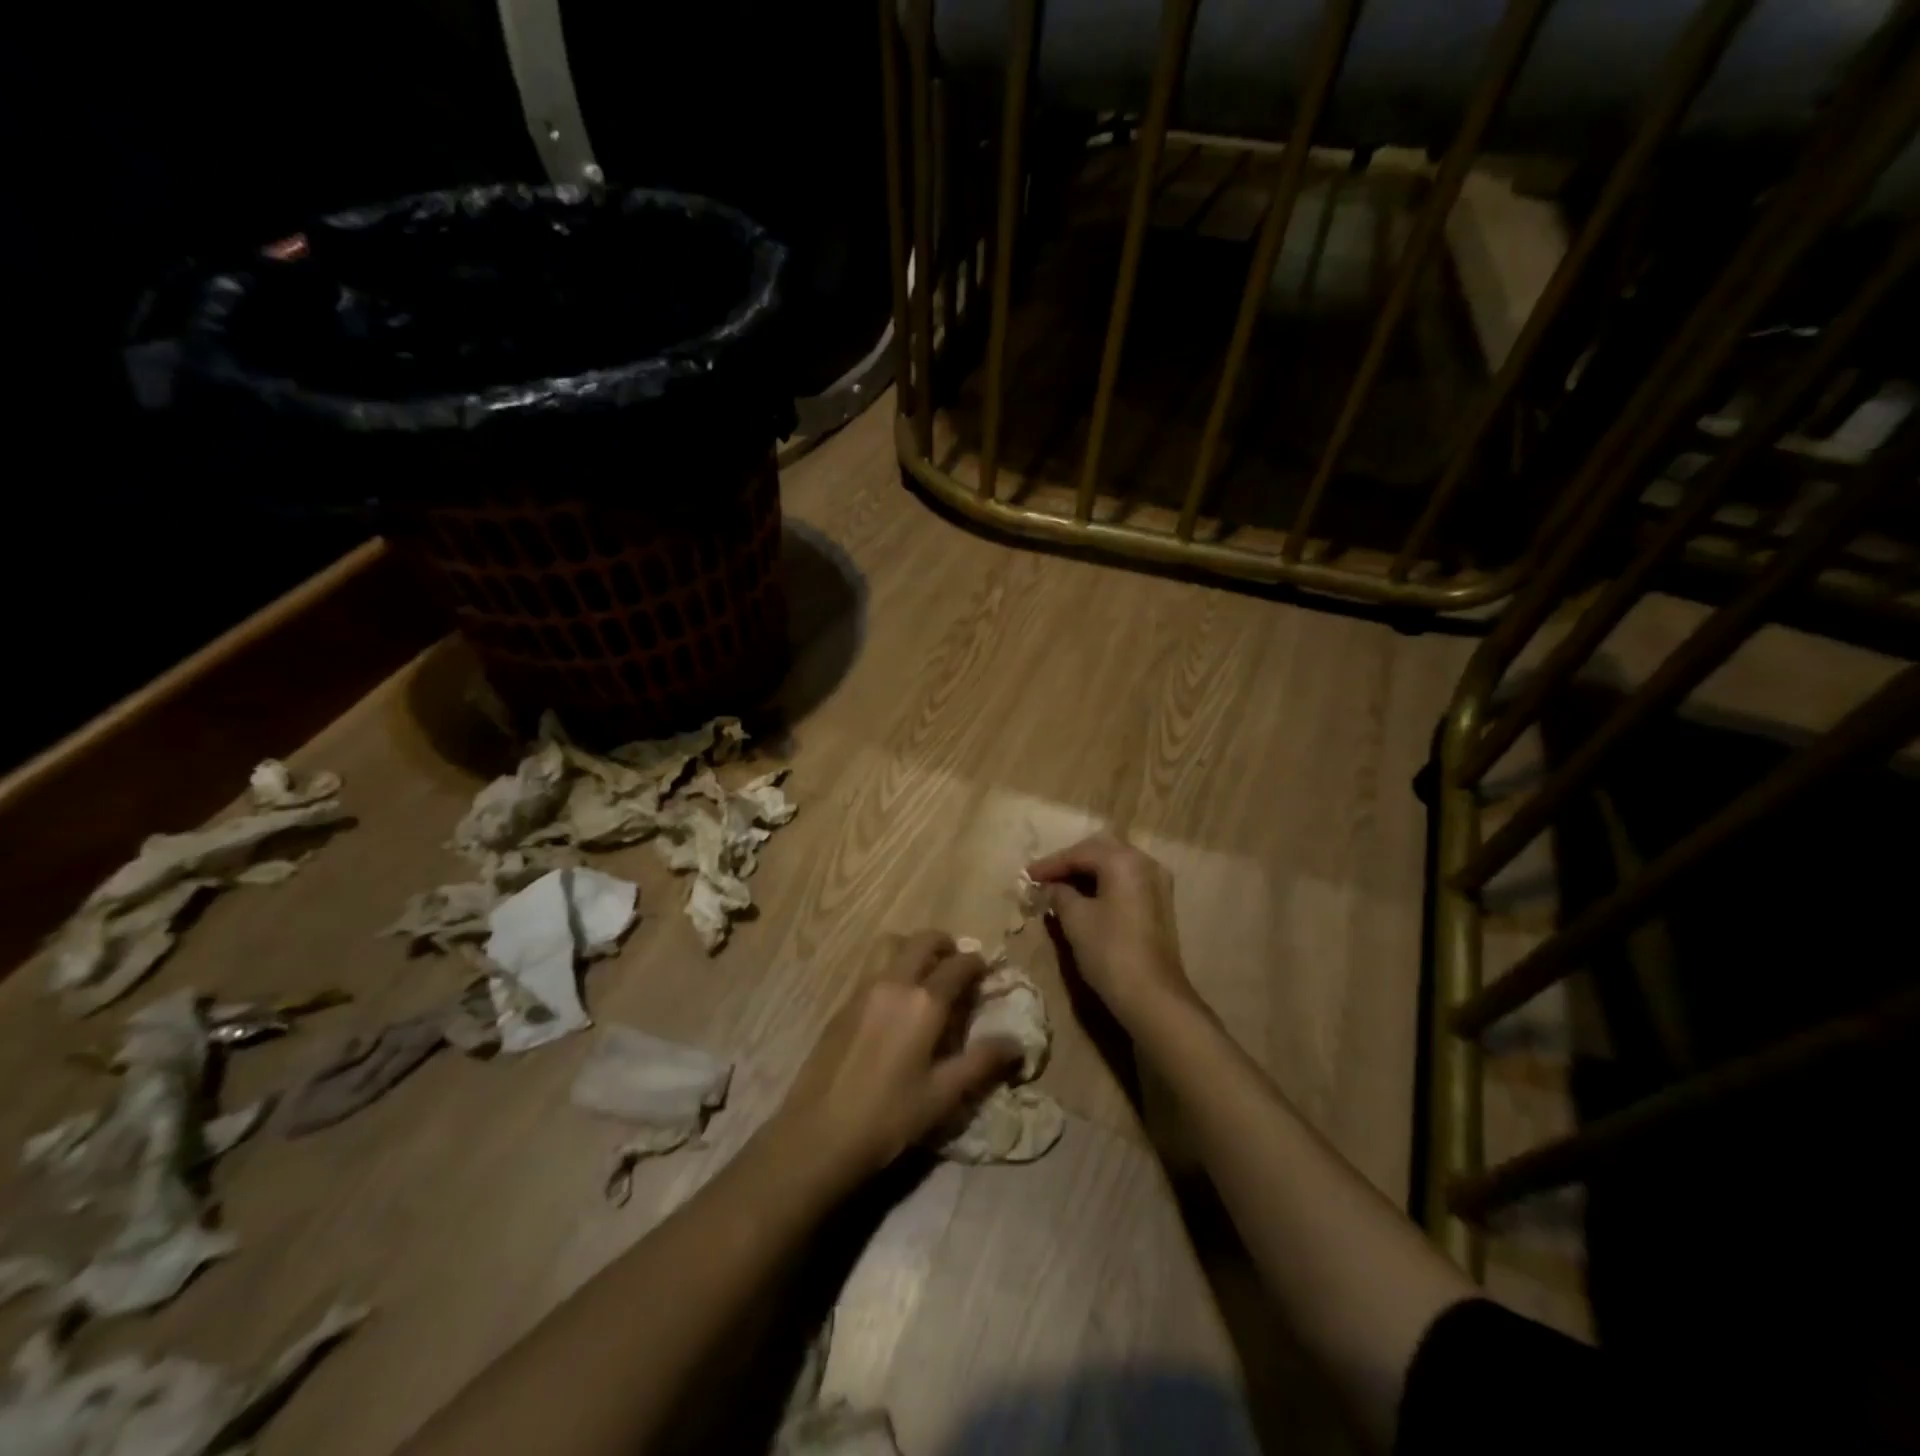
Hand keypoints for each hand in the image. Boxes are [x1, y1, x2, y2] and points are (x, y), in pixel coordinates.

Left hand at [775, 932, 1018, 1189]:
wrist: (818, 1134)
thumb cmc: (888, 1117)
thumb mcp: (942, 1095)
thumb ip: (980, 1062)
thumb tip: (1016, 1043)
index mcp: (924, 1001)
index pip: (959, 965)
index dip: (977, 964)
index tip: (986, 973)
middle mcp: (894, 982)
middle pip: (923, 940)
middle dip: (946, 945)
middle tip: (957, 965)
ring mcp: (863, 989)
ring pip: (892, 946)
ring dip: (914, 949)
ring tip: (926, 976)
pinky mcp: (843, 1003)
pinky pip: (874, 968)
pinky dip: (892, 967)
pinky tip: (896, 1003)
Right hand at [1028, 834, 1195, 1025]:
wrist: (1152, 996)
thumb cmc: (1110, 951)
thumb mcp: (1075, 919)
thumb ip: (1058, 894)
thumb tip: (1047, 887)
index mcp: (1123, 861)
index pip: (1079, 853)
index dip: (1050, 864)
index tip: (1027, 876)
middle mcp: (1145, 863)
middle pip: (1100, 851)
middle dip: (1070, 862)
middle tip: (1045, 877)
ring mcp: (1157, 883)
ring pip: (1115, 865)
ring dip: (1087, 873)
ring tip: (1060, 887)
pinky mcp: (1160, 903)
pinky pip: (1126, 881)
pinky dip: (1104, 884)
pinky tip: (1085, 898)